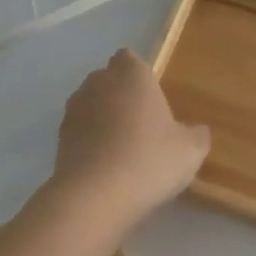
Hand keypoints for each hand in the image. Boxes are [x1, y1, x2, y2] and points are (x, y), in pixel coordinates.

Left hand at [50, 50, 209, 234]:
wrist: (95, 196)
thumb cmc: (149, 160)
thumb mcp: (190, 150)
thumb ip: (196, 135)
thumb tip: (196, 131)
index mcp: (131, 74)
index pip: (130, 59)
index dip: (140, 76)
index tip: (153, 100)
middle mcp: (98, 83)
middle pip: (108, 80)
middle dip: (121, 96)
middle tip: (143, 126)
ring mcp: (73, 109)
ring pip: (91, 105)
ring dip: (103, 119)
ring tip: (122, 149)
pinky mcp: (59, 137)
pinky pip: (79, 131)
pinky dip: (90, 141)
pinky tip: (105, 166)